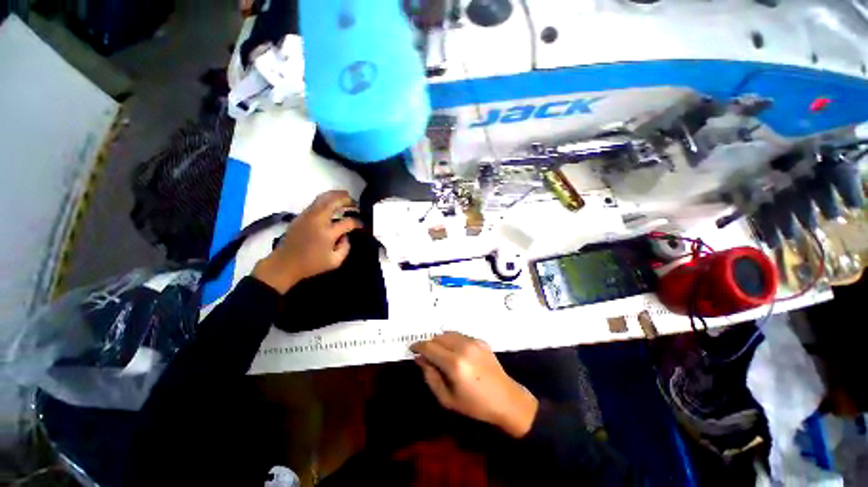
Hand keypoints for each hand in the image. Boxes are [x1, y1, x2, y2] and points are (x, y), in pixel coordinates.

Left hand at [253, 190, 361, 293]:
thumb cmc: (311, 264)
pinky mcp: (300, 216)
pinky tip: (331, 203)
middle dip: (347, 200)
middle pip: (334, 202)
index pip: (347, 222)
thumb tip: (346, 236)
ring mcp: (308, 216)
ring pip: (323, 198)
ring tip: (345, 195)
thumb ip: (346, 248)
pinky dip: (326, 199)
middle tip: (355, 203)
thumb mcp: (335, 261)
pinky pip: (316, 202)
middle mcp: (318, 220)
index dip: (358, 222)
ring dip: (336, 195)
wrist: (284, 264)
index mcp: (327, 233)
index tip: (362, 225)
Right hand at [410, 332, 538, 437]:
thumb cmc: (475, 405)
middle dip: (429, 344)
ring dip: (440, 340)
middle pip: (438, 337)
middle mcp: (463, 347)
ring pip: (449, 333)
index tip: (412, 349)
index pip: (430, 347)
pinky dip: (452, 340)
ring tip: (440, 352)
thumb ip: (430, 376)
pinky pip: (460, 335)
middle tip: (427, 355)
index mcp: (454, 363)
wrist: (506, 399)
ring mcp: (473, 341)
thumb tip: (420, 359)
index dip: (418, 346)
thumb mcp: (447, 398)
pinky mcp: (481, 340)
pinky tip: (455, 352)